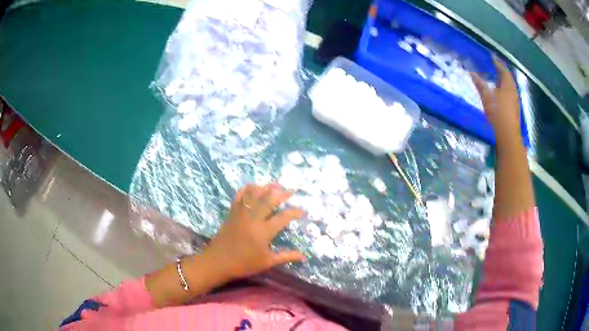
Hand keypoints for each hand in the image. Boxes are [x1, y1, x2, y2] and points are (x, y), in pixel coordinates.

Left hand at [203, 183, 305, 280]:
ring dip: (265, 187)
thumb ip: (286, 256)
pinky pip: (239, 196)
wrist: (218, 261)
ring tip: (275, 185)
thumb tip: (304, 257)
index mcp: (264, 232)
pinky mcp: (232, 212)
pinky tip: (253, 186)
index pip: (283, 217)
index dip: (294, 212)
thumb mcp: (267, 262)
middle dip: (282, 194)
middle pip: (269, 200)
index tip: (302, 212)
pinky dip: (247, 189)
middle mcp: (253, 218)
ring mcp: (241, 213)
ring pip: (254, 194)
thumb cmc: (244, 264)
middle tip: (290, 191)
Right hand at [470, 56, 520, 143]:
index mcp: (507, 84)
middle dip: (502, 70)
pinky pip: (510, 93)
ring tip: (498, 77)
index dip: (497, 62)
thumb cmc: (497, 112)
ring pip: (510, 85)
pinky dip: (505, 88)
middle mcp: (513, 90)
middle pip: (508, 77)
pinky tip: (501, 92)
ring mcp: (515, 100)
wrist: (508, 133)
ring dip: (504, 80)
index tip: (492, 57)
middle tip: (495, 66)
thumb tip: (471, 73)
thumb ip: (479, 84)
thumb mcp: (486, 97)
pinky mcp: (515, 108)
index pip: (503, 69)